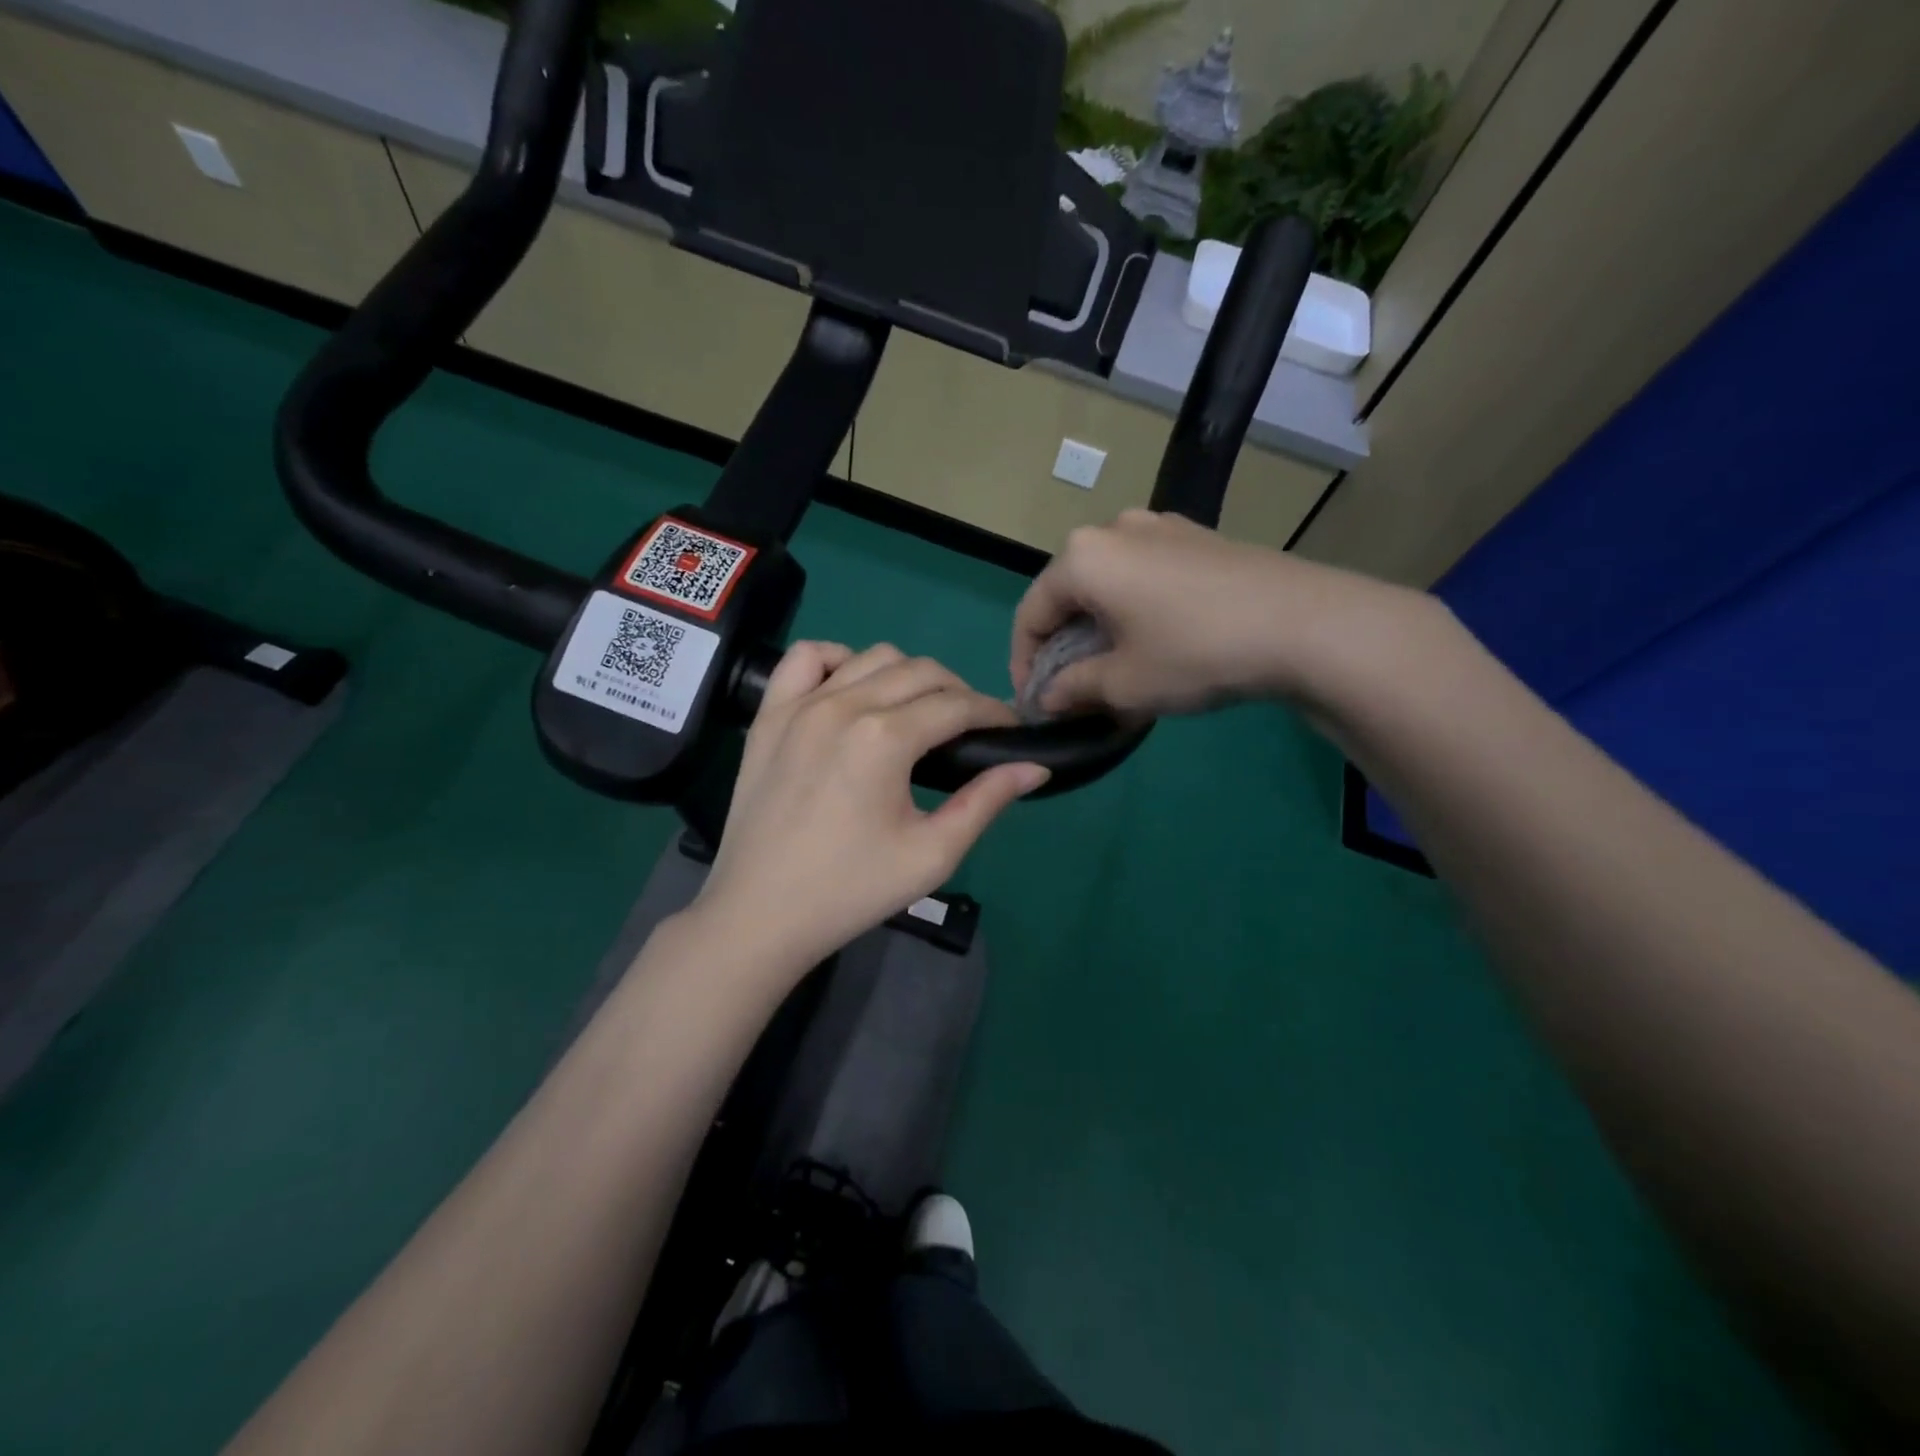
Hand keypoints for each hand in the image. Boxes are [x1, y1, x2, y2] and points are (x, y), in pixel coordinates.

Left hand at [693, 643, 1047, 976]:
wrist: (760, 914)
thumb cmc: (851, 890)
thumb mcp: (931, 855)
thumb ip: (985, 802)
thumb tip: (1035, 766)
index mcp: (885, 738)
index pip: (957, 704)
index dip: (994, 713)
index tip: (1010, 730)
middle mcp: (844, 704)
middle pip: (921, 671)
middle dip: (959, 692)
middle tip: (970, 729)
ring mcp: (800, 704)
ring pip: (872, 657)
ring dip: (907, 675)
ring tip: (917, 712)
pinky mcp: (769, 715)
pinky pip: (806, 658)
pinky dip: (838, 660)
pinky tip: (851, 691)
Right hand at [1010, 509, 1427, 718]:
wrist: (1305, 624)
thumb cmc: (1195, 652)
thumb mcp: (1124, 684)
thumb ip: (1072, 691)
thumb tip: (1047, 698)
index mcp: (1083, 558)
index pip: (1031, 613)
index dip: (1024, 662)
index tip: (1035, 702)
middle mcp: (1114, 529)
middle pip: (1068, 594)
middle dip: (1064, 646)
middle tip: (1074, 690)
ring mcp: (1160, 527)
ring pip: (1108, 584)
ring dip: (1099, 628)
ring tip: (1115, 668)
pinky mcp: (1197, 537)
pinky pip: (1145, 575)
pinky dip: (1134, 610)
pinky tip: (1156, 640)